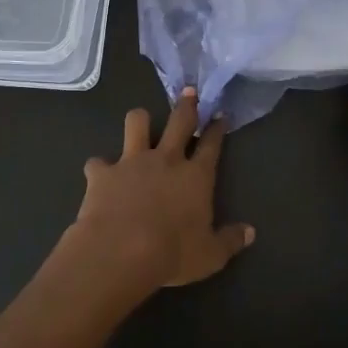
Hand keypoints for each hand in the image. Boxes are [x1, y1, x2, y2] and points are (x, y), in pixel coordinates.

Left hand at [68, 89, 254, 294]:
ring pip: (137, 123)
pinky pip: (98, 162)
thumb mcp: (210, 255)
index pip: (211, 144)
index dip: (217, 128)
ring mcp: (131, 162)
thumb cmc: (172, 254)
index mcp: (196, 176)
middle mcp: (166, 159)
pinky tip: (100, 174)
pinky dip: (100, 168)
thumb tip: (250, 232)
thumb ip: (230, 240)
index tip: (220, 115)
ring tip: (141, 122)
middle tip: (189, 92)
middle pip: (179, 121)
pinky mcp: (102, 173)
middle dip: (186, 104)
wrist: (120, 252)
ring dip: (140, 121)